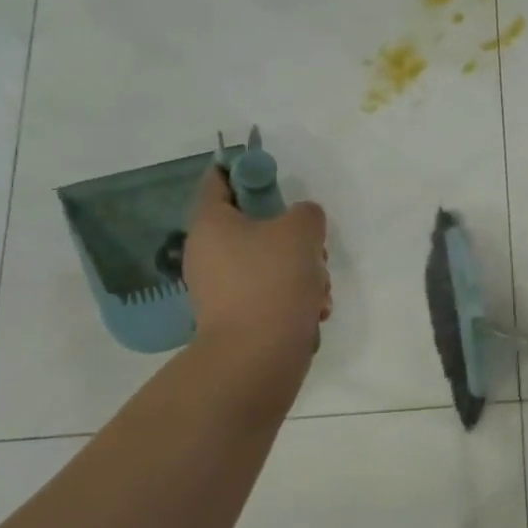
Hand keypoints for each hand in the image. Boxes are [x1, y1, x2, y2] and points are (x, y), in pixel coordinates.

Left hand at [183, 168, 329, 350]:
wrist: (258, 356)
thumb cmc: (273, 280)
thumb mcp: (301, 229)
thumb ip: (306, 213)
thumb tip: (300, 223)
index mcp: (211, 224)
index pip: (218, 180)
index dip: (246, 171)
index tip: (275, 178)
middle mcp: (208, 253)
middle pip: (255, 226)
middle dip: (293, 235)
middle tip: (315, 247)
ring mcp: (221, 289)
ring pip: (270, 262)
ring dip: (302, 270)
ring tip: (319, 288)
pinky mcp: (238, 317)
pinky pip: (272, 293)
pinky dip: (295, 298)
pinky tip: (313, 310)